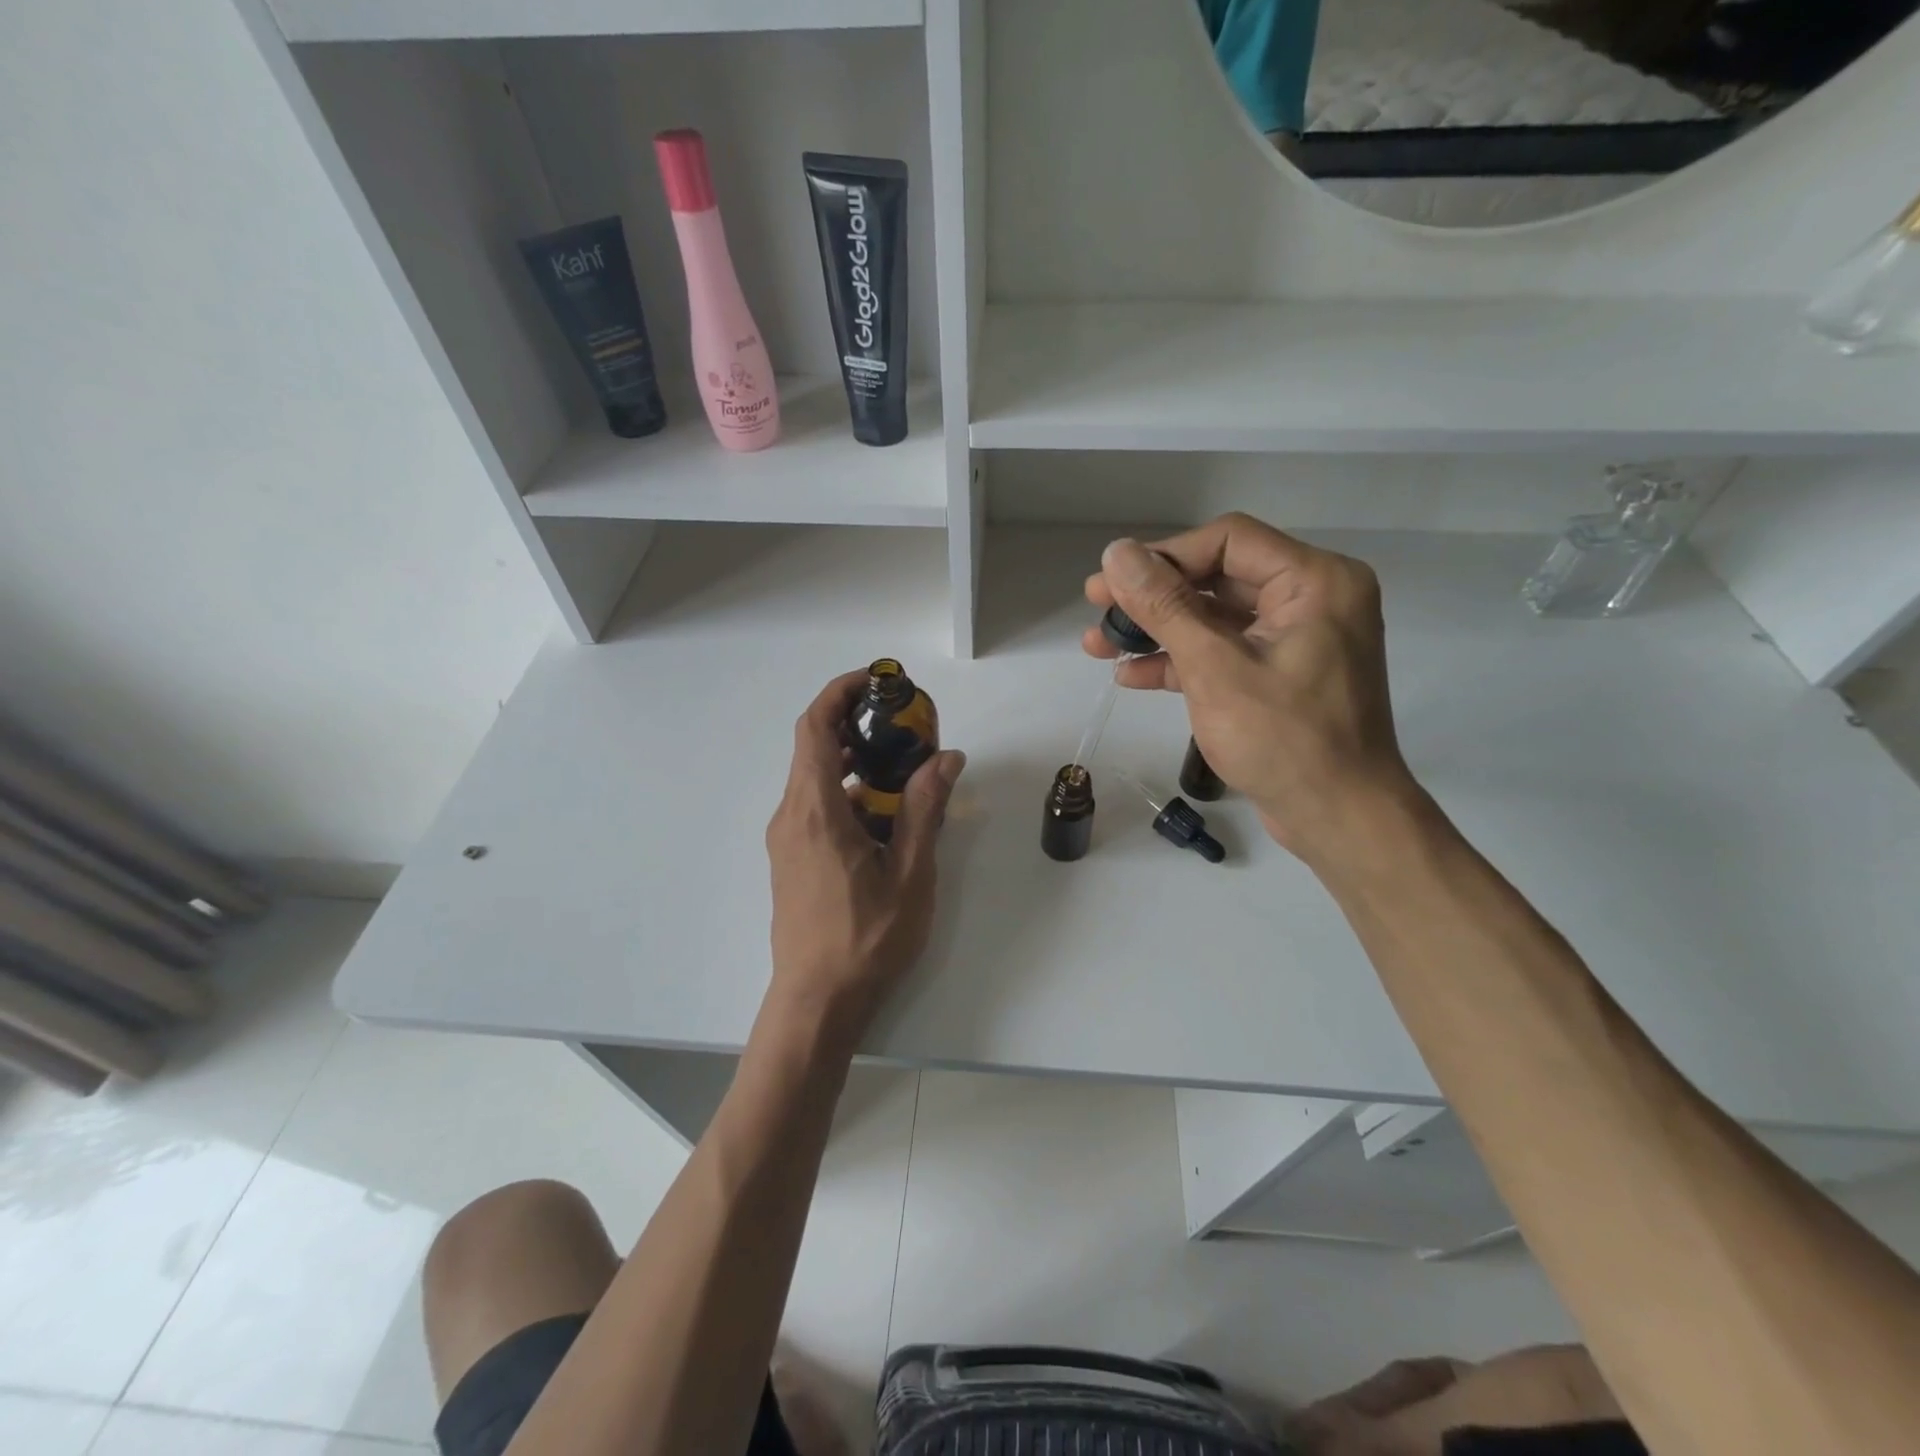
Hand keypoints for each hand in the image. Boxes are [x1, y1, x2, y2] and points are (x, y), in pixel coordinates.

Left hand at [764, 671, 966, 1043]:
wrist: (817, 1002)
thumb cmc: (866, 939)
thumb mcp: (909, 872)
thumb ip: (925, 809)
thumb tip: (947, 758)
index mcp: (815, 810)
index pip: (815, 727)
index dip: (840, 693)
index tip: (877, 681)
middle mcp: (791, 815)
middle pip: (815, 747)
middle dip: (857, 725)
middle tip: (905, 724)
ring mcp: (787, 839)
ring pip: (817, 779)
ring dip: (856, 763)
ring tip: (904, 768)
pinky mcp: (791, 858)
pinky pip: (816, 806)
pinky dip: (848, 794)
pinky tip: (885, 817)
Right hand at [1082, 513, 1423, 866]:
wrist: (1339, 819)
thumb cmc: (1284, 740)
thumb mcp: (1215, 667)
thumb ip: (1165, 606)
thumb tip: (1116, 553)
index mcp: (1314, 581)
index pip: (1227, 541)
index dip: (1163, 556)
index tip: (1110, 582)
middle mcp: (1310, 599)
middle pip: (1217, 578)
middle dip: (1152, 597)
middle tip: (1095, 607)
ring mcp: (1294, 640)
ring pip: (1213, 618)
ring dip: (1157, 631)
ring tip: (1098, 645)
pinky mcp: (1279, 675)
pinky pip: (1223, 652)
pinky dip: (1179, 661)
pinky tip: (1130, 674)